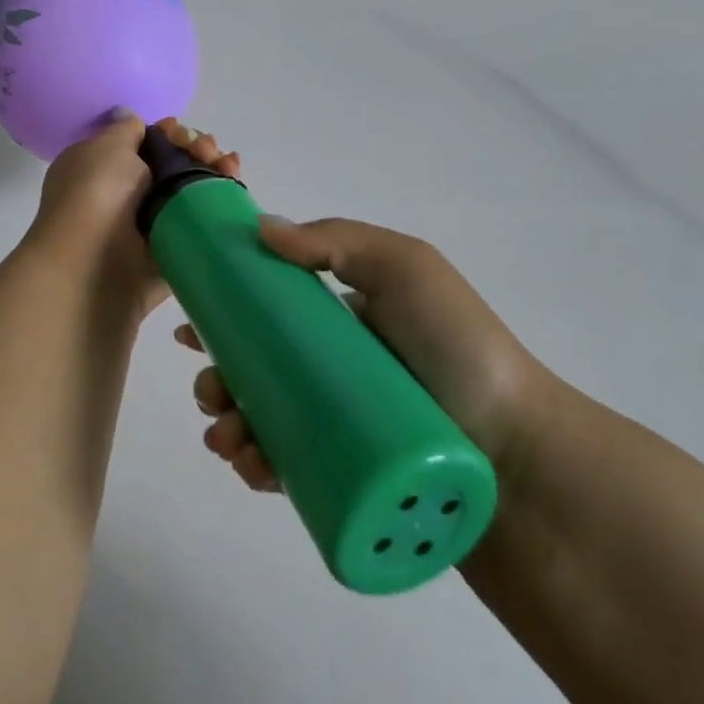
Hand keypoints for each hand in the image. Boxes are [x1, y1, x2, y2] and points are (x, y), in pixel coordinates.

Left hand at [26, 114, 239, 313]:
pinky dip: (220, 206)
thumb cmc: (95, 196)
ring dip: (213, 173)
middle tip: (208, 150)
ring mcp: (151, 227)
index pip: (145, 145)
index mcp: (103, 169)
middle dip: (197, 150)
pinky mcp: (174, 253)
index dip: (169, 134)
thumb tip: (130, 118)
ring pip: (191, 194)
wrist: (93, 265)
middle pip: (174, 166)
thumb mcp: (106, 147)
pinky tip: (234, 188)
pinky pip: (201, 226)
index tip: (180, 131)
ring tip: (228, 166)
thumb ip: (126, 130)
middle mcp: (126, 197)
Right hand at [178, 218, 568, 489]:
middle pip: (254, 373)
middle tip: (212, 392)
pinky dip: (253, 466)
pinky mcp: (340, 475)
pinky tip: (246, 464)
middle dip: (217, 381)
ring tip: (228, 437)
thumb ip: (338, 239)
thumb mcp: (406, 268)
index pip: (267, 317)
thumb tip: (260, 228)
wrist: (513, 446)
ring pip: (261, 423)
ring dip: (226, 426)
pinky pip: (283, 469)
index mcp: (339, 323)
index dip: (224, 321)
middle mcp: (330, 373)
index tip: (191, 330)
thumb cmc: (456, 346)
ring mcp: (333, 426)